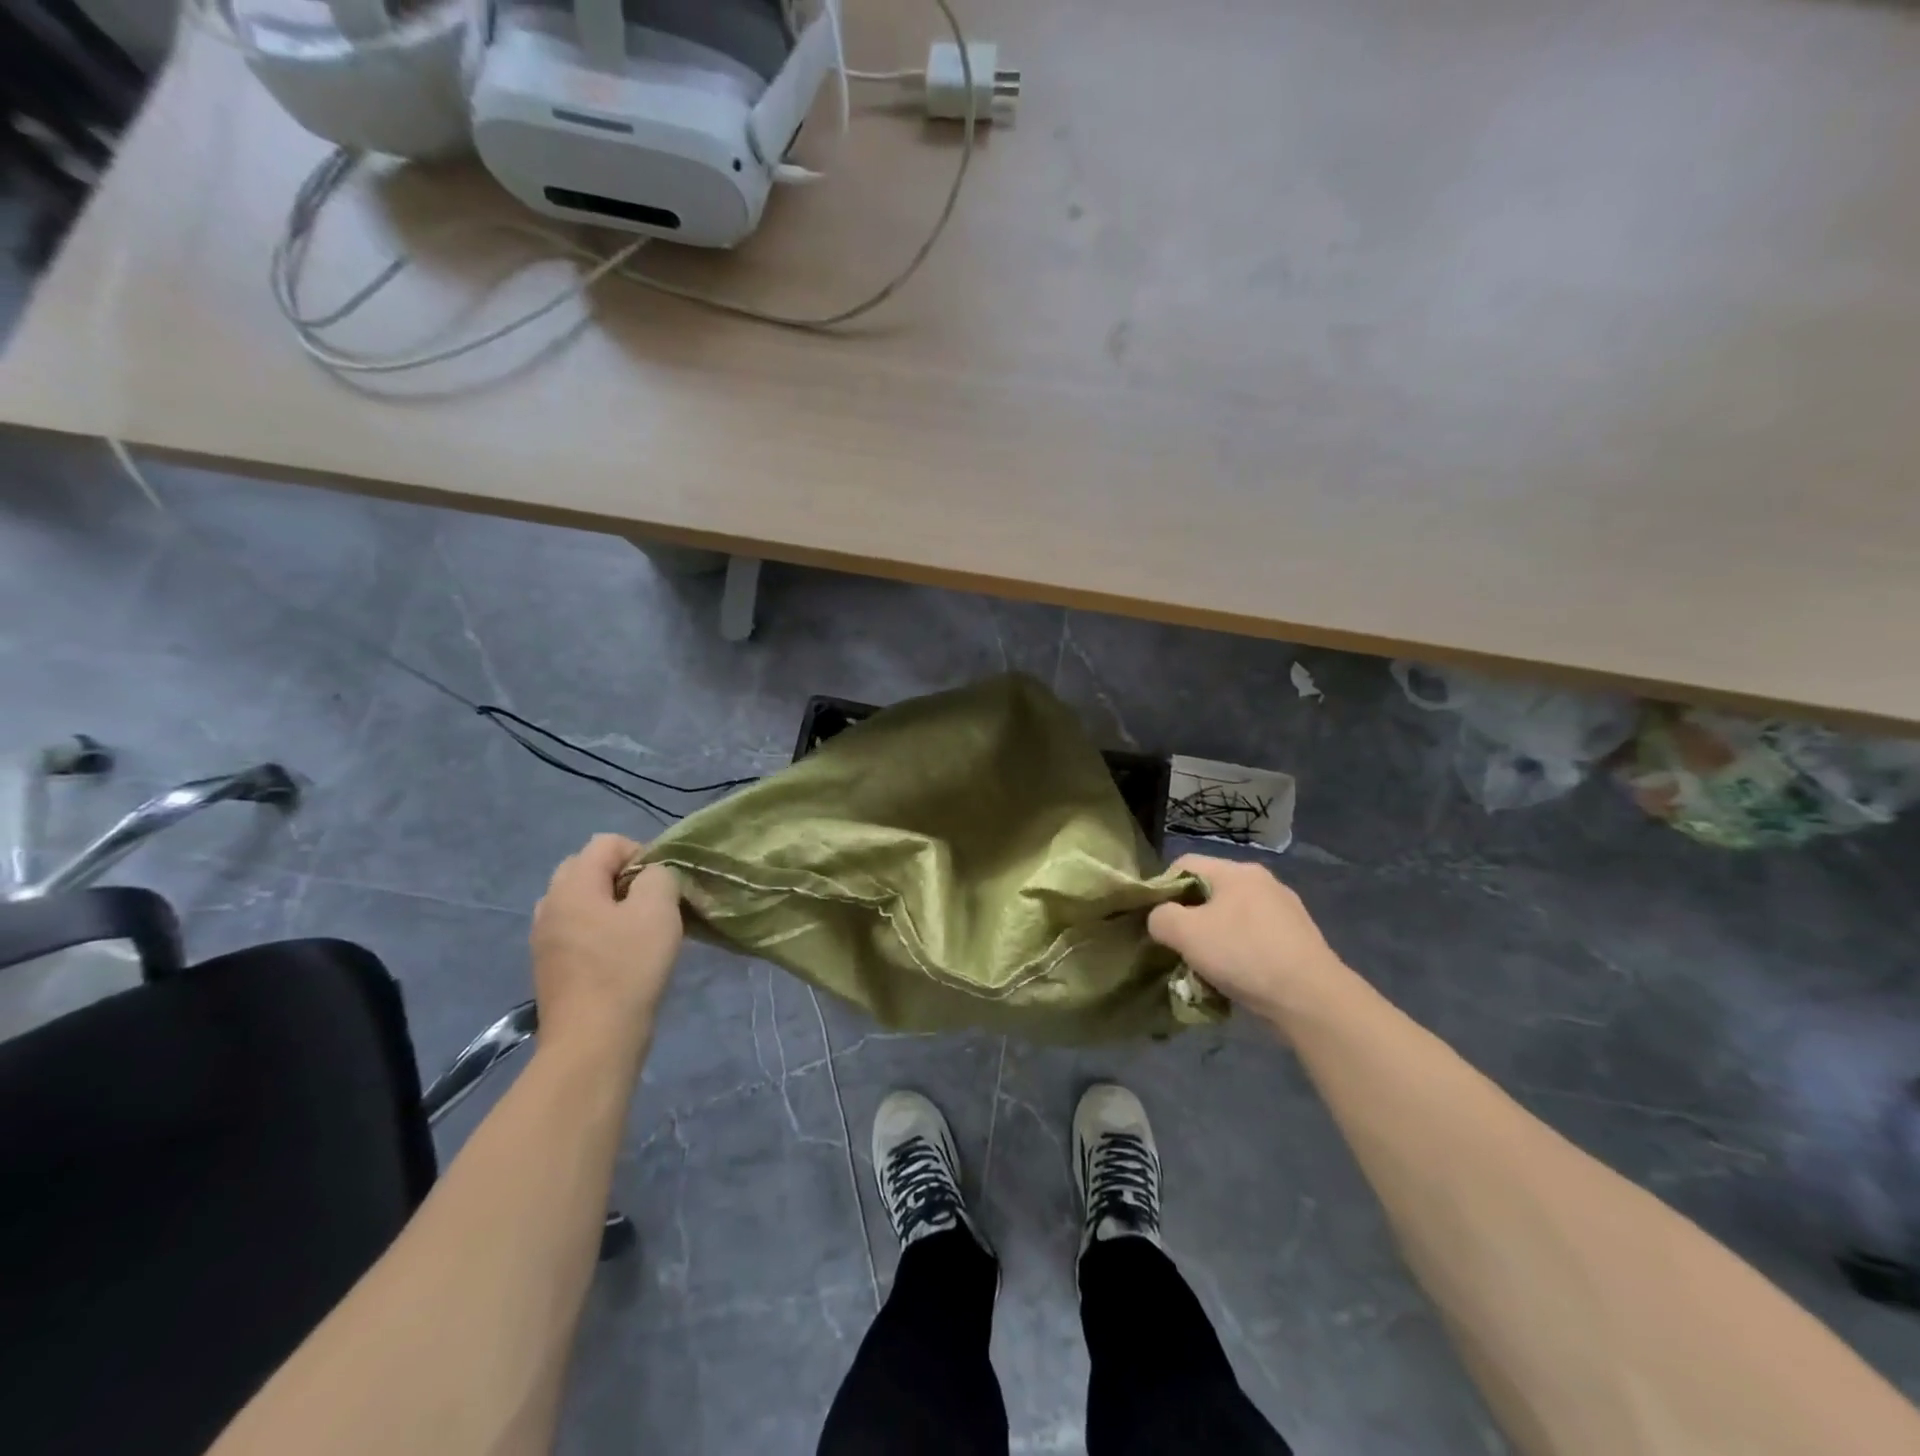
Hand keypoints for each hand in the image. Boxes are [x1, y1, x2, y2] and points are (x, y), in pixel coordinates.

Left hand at [531, 834, 683, 1062]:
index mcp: (572, 885)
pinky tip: (621, 957)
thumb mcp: (658, 910)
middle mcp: (550, 905)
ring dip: (611, 906)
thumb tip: (652, 877)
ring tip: (638, 931)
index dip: (641, 853)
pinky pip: (577, 930)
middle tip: (651, 904)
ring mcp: (544, 937)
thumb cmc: (627, 968)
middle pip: (587, 868)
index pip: (606, 843)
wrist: (593, 1041)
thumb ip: (659, 877)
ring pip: (581, 902)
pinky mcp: (550, 966)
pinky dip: (600, 932)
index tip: (662, 885)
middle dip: (623, 877)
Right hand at [1148, 854, 1343, 1023]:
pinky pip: (1256, 938)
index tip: (1158, 922)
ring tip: (1207, 968)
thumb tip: (1161, 919)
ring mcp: (1285, 910)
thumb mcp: (1185, 934)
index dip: (1163, 889)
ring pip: (1233, 917)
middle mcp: (1262, 881)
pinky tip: (1238, 977)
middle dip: (1190, 918)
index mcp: (1236, 871)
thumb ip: (1160, 917)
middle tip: (1179, 947)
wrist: (1311, 998)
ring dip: (1215, 938)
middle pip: (1209, 891)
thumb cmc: (1243, 955)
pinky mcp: (1299, 939)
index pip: (1184, 864)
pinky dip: (1240, 953)